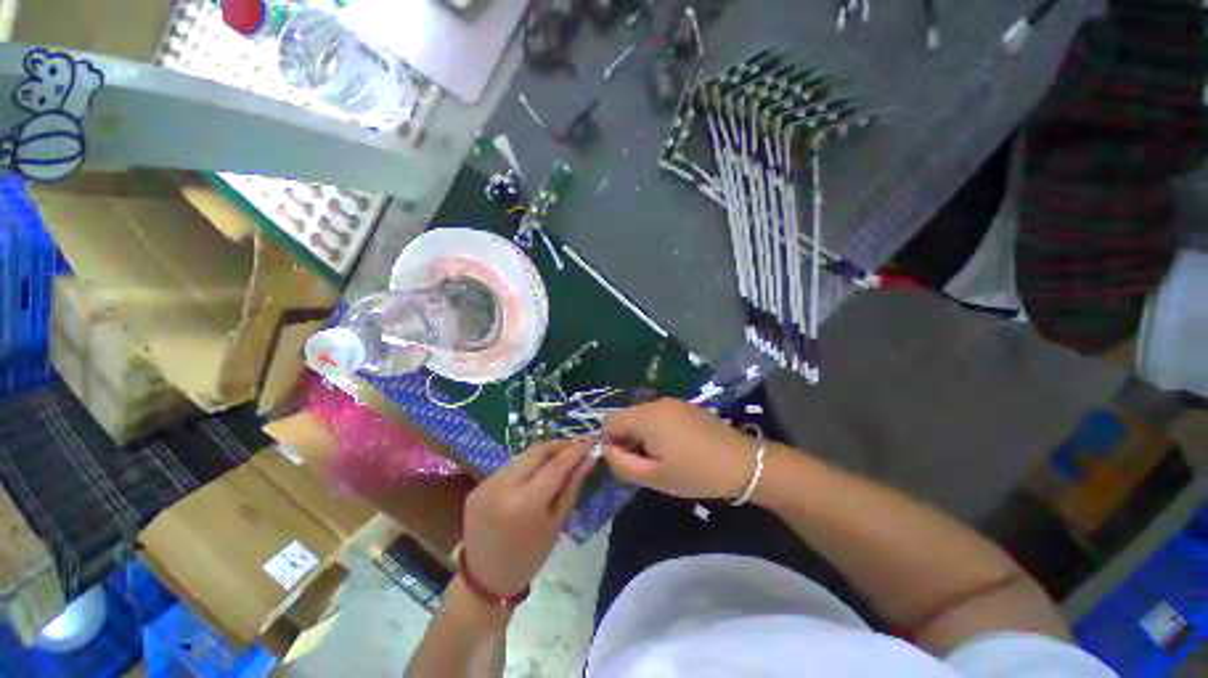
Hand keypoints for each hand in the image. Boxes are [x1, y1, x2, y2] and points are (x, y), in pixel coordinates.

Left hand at [462, 438, 595, 597]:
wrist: (485, 580)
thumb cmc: (529, 557)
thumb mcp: (557, 523)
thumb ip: (572, 486)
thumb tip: (588, 459)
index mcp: (526, 503)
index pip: (556, 464)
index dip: (576, 449)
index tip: (591, 439)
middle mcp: (503, 486)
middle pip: (537, 451)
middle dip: (559, 444)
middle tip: (576, 446)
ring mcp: (487, 484)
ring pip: (522, 456)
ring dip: (543, 453)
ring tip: (559, 456)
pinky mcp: (479, 485)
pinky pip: (509, 467)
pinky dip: (526, 465)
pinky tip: (536, 473)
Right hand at [603, 398, 760, 499]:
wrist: (742, 463)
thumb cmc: (695, 473)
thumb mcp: (654, 477)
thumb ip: (622, 463)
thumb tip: (608, 450)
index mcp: (646, 416)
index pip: (610, 422)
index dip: (610, 443)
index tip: (626, 463)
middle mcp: (656, 402)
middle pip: (626, 417)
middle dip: (627, 439)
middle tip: (644, 464)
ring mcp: (673, 402)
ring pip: (643, 416)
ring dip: (642, 435)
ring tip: (660, 458)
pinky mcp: (686, 406)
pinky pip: (659, 415)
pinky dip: (656, 429)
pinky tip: (675, 447)